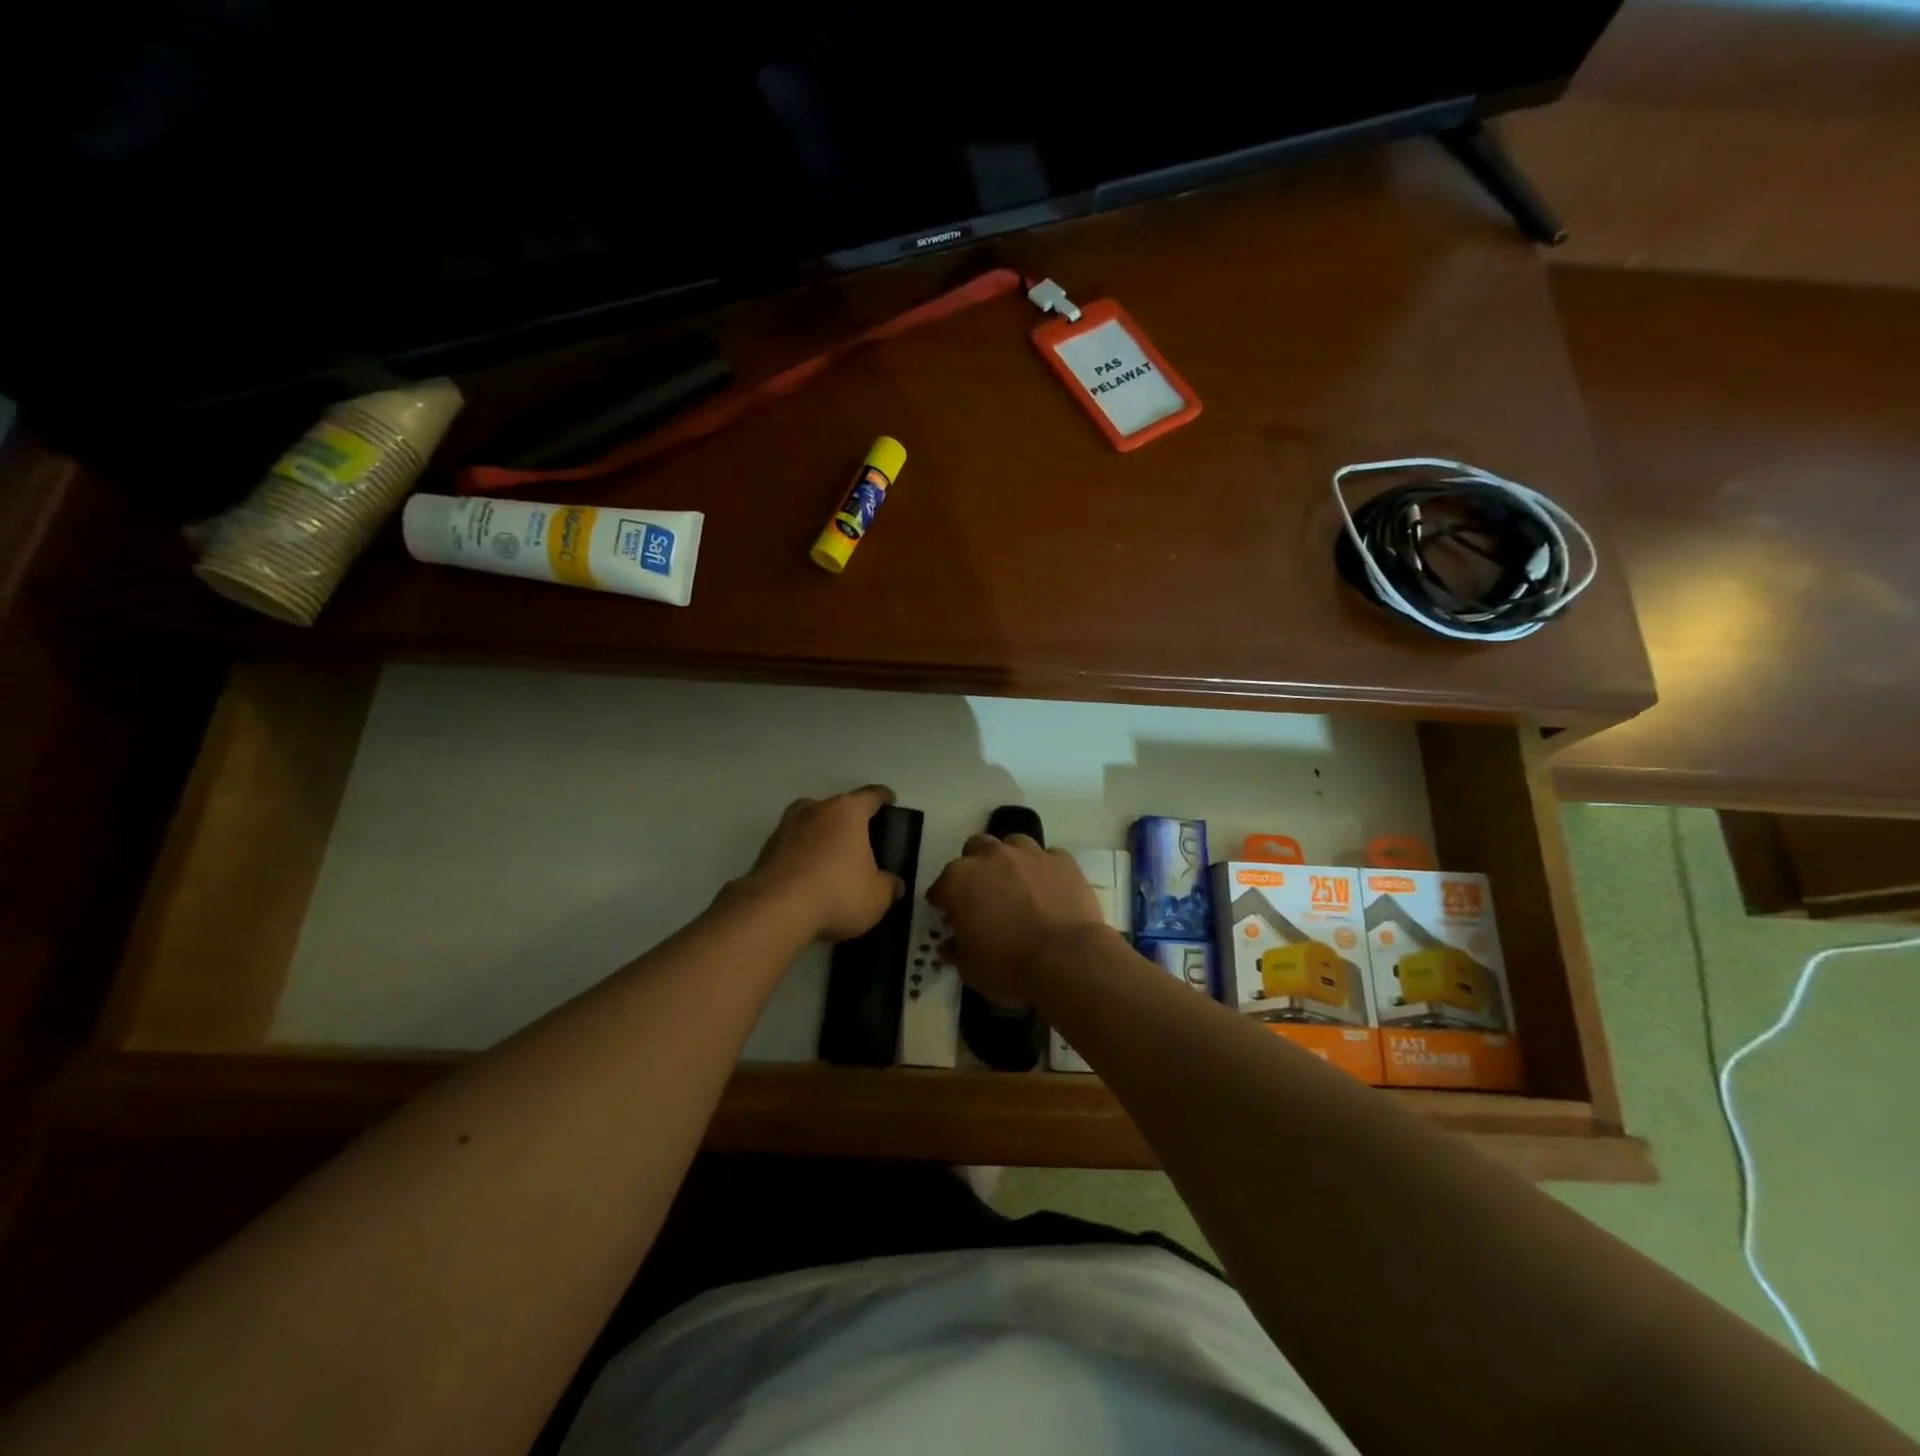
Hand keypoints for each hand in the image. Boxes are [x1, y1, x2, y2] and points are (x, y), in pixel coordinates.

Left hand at [745, 786, 903, 941]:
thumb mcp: (877, 897)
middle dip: (847, 819)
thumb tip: (894, 884)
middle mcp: (815, 810)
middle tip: (859, 839)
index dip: (883, 797)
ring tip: (830, 860)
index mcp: (847, 812)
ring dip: (820, 836)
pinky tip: (808, 879)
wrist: (776, 910)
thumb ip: (888, 886)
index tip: (889, 800)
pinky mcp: (765, 851)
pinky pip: (791, 847)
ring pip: (809, 824)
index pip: (871, 796)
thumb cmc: (838, 893)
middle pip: (836, 807)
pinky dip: (801, 857)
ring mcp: (786, 828)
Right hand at [927, 834, 1106, 1003]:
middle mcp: (992, 856)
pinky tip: (1049, 889)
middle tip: (983, 893)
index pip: (941, 887)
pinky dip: (1045, 870)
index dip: (944, 902)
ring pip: (1013, 844)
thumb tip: (950, 945)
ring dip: (1011, 860)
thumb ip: (957, 950)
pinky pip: (1049, 858)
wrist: (1066, 959)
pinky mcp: (1063, 861)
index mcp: (960, 880)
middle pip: (975, 849)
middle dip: (976, 867)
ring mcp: (1030, 854)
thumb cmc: (1008, 965)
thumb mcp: (971, 969)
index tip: (950, 917)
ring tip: (1018, 884)